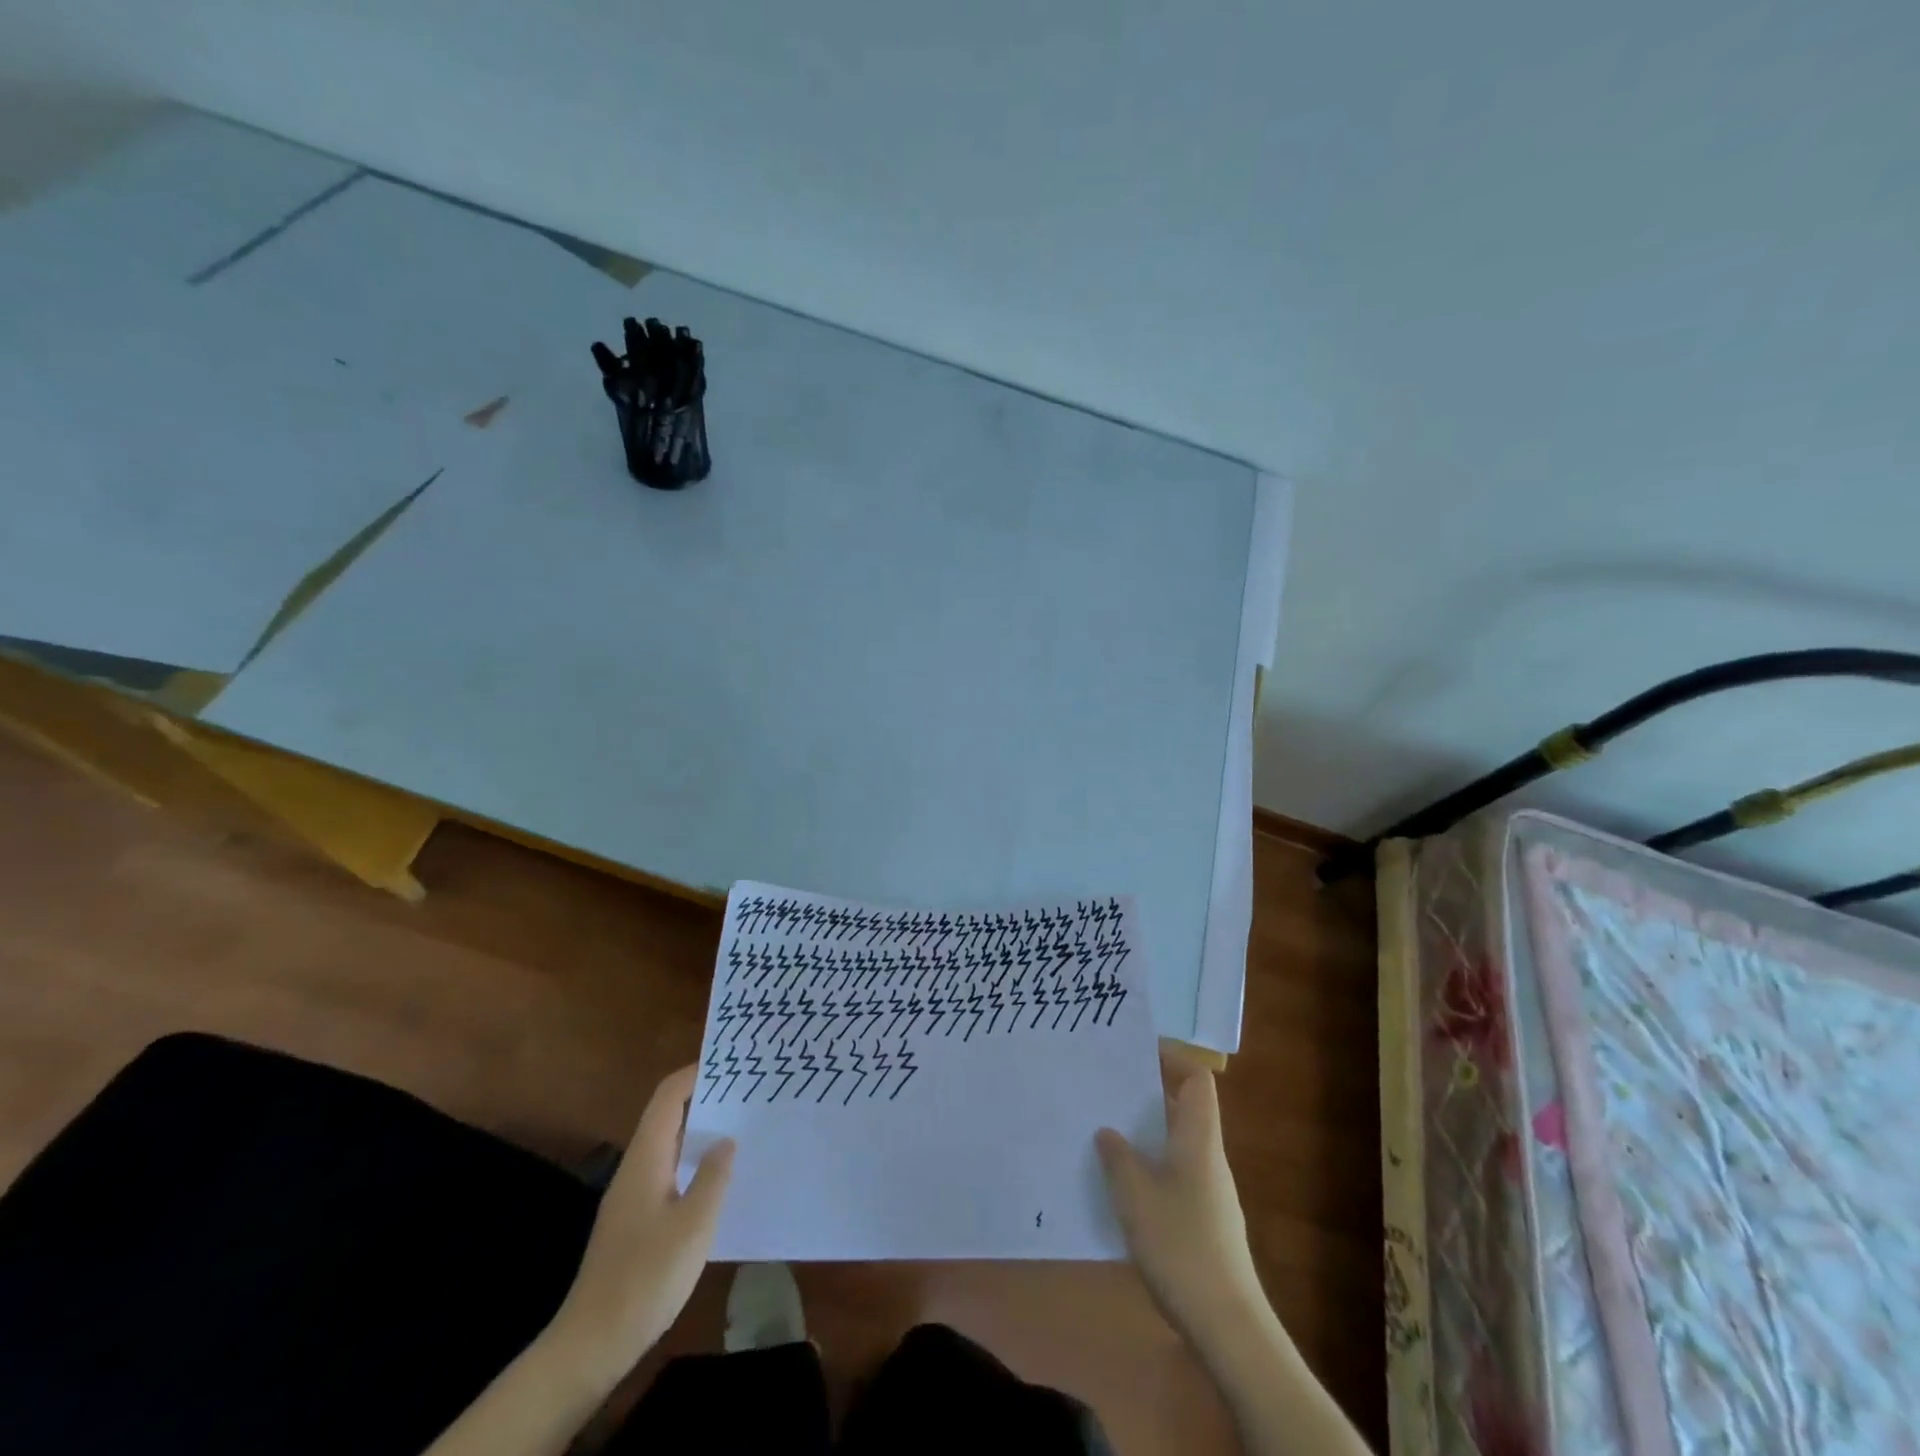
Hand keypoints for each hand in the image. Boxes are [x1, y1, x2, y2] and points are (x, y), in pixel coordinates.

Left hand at [550, 1065, 733, 1377]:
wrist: (592, 1344)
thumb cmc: (646, 1277)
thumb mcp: (693, 1225)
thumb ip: (713, 1176)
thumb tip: (726, 1138)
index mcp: (646, 1158)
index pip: (668, 1096)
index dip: (696, 1074)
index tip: (731, 1065)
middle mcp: (636, 1168)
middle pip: (668, 1116)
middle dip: (704, 1100)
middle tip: (746, 1094)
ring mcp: (632, 1196)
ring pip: (669, 1146)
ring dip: (700, 1132)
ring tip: (741, 1128)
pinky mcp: (635, 1222)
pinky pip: (668, 1172)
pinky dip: (693, 1162)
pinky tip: (718, 1180)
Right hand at [1096, 1052, 1266, 1348]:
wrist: (1227, 1324)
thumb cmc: (1180, 1245)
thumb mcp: (1135, 1196)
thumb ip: (1117, 1157)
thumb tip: (1108, 1131)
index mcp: (1198, 1138)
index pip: (1197, 1079)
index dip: (1172, 1057)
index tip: (1135, 1052)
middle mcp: (1209, 1156)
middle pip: (1185, 1106)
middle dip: (1148, 1092)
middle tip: (1107, 1087)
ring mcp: (1210, 1190)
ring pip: (1178, 1141)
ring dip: (1146, 1131)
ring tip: (1105, 1130)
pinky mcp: (1205, 1220)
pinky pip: (1176, 1172)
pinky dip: (1151, 1165)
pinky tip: (1122, 1185)